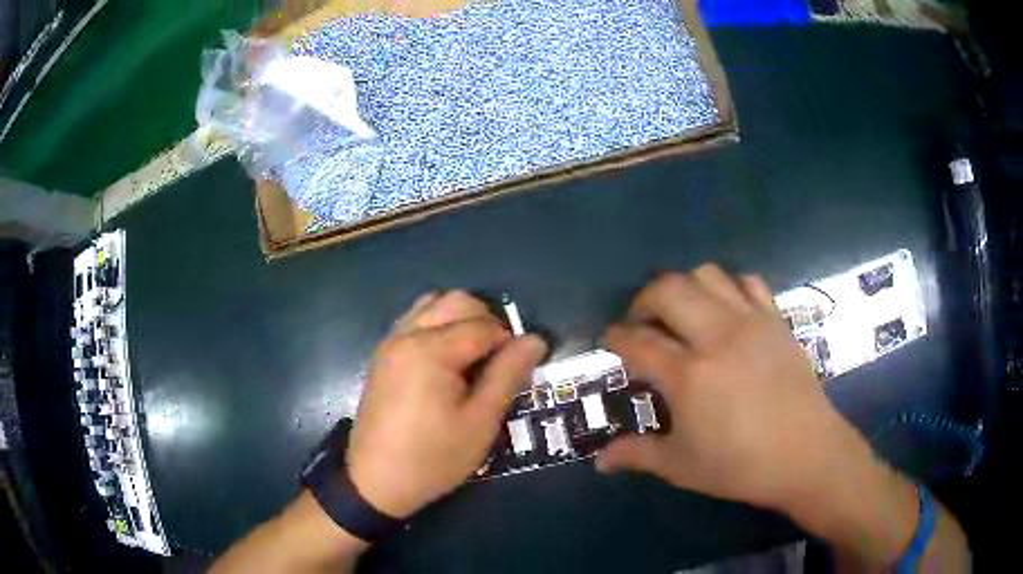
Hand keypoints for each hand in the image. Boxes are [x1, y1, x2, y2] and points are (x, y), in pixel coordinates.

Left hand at [346, 291, 546, 517]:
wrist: (376, 482)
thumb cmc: (433, 458)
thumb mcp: (480, 422)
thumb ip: (507, 375)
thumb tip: (535, 340)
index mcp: (430, 350)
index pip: (483, 326)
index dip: (510, 341)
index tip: (523, 367)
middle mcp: (406, 334)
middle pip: (456, 301)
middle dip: (486, 320)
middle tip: (500, 359)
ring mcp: (390, 342)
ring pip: (433, 305)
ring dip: (461, 319)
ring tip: (475, 357)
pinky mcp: (383, 355)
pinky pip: (415, 321)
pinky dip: (438, 326)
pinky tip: (447, 361)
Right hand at [596, 264, 857, 510]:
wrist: (806, 454)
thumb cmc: (740, 465)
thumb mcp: (681, 466)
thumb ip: (637, 454)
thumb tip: (600, 460)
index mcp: (689, 375)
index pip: (637, 341)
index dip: (616, 338)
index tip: (610, 342)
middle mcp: (717, 336)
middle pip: (668, 289)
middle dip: (643, 300)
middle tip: (642, 324)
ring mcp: (751, 322)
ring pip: (707, 275)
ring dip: (685, 288)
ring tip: (682, 315)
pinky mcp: (776, 320)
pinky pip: (748, 282)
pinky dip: (729, 288)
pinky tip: (726, 313)